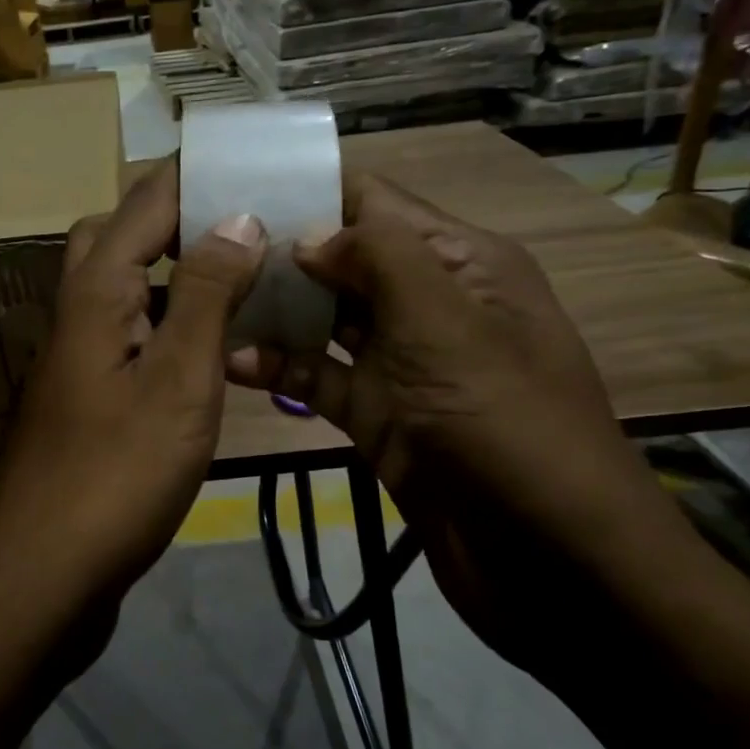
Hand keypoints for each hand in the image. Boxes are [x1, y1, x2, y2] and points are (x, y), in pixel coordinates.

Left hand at [0, 162, 264, 656]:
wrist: (45, 571)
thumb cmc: (117, 475)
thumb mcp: (177, 381)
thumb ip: (205, 295)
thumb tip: (238, 216)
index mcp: (95, 292)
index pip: (145, 201)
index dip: (196, 173)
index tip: (253, 157)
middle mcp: (77, 312)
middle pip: (118, 235)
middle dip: (177, 214)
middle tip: (242, 221)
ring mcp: (77, 357)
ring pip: (122, 286)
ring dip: (172, 269)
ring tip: (239, 274)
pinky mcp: (87, 398)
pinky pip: (129, 333)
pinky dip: (167, 322)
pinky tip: (210, 346)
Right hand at [227, 172, 680, 670]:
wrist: (551, 560)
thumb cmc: (506, 426)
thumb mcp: (447, 325)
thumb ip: (379, 259)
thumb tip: (307, 234)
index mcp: (461, 263)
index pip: (375, 204)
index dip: (309, 191)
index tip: (234, 187)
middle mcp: (428, 304)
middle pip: (342, 260)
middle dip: (278, 252)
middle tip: (198, 248)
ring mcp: (400, 364)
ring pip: (324, 321)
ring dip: (271, 310)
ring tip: (202, 299)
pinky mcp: (377, 416)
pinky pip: (320, 379)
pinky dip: (280, 369)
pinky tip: (230, 362)